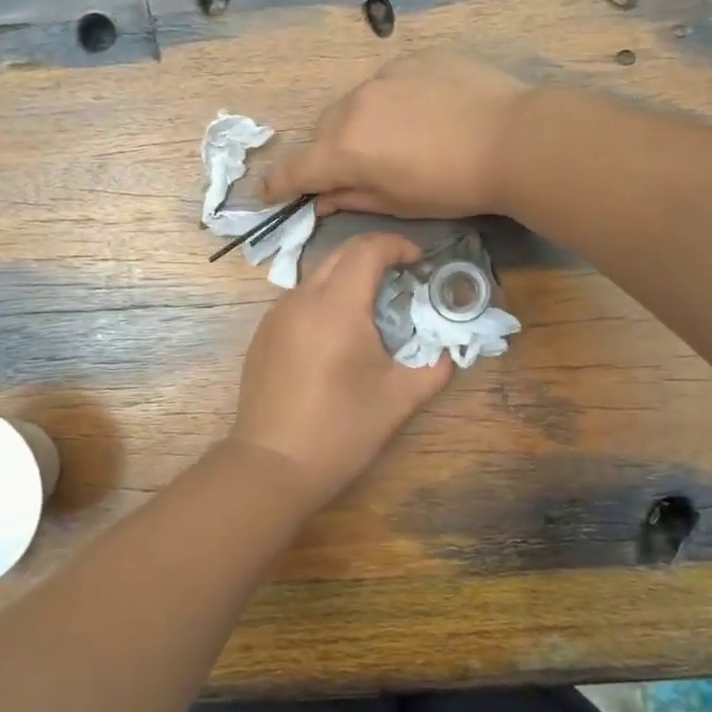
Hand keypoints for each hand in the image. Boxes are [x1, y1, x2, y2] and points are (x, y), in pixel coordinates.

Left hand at [228, 233, 451, 510]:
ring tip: (372, 308)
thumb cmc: (341, 430)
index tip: (419, 262)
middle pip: (341, 254)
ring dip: (348, 278)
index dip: (398, 246)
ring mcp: (276, 315)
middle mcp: (302, 299)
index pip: (368, 250)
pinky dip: (324, 300)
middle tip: (402, 279)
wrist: (273, 464)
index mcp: (338, 306)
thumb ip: (433, 368)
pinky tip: (337, 336)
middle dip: (375, 256)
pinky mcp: (263, 334)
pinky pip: (299, 300)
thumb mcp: (399, 400)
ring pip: (317, 276)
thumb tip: (448, 352)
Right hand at [262, 51, 529, 219]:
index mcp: (344, 150)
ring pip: (353, 104)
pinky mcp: (414, 58)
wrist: (513, 138)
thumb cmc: (453, 186)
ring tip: (394, 139)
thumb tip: (320, 199)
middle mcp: (353, 107)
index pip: (294, 168)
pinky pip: (387, 83)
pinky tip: (423, 114)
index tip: (270, 193)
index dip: (277, 184)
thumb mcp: (398, 204)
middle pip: (322, 132)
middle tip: (353, 171)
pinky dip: (391, 102)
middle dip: (327, 154)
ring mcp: (384, 77)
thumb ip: (350, 198)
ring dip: (358, 124)